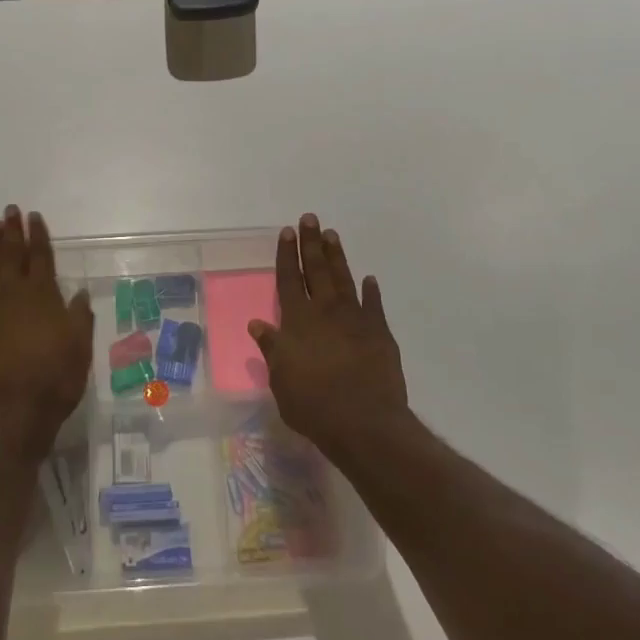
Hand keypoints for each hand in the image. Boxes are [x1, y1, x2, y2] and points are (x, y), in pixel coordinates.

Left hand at [0, 205, 93, 458]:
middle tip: (9, 210)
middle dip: (12, 231)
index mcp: (43, 297)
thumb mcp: (79, 351)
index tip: (34, 217)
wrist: (7, 415)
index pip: (42, 257)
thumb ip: (79, 319)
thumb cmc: (52, 383)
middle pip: (13, 254)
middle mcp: (13, 294)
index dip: (39, 235)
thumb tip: (78, 294)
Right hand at [249, 214, 409, 460]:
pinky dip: (371, 291)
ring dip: (337, 256)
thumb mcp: (280, 379)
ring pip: (344, 279)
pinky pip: (374, 305)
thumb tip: (258, 324)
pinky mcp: (380, 333)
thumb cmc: (312, 404)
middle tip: (310, 218)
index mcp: (297, 321)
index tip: (287, 231)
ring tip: (332, 235)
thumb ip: (272, 348)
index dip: (287, 254)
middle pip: (317, 270)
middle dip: (311, 243)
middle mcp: (325, 311)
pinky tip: (369, 279)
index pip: (289, 279)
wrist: (363, 422)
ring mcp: (355, 319)